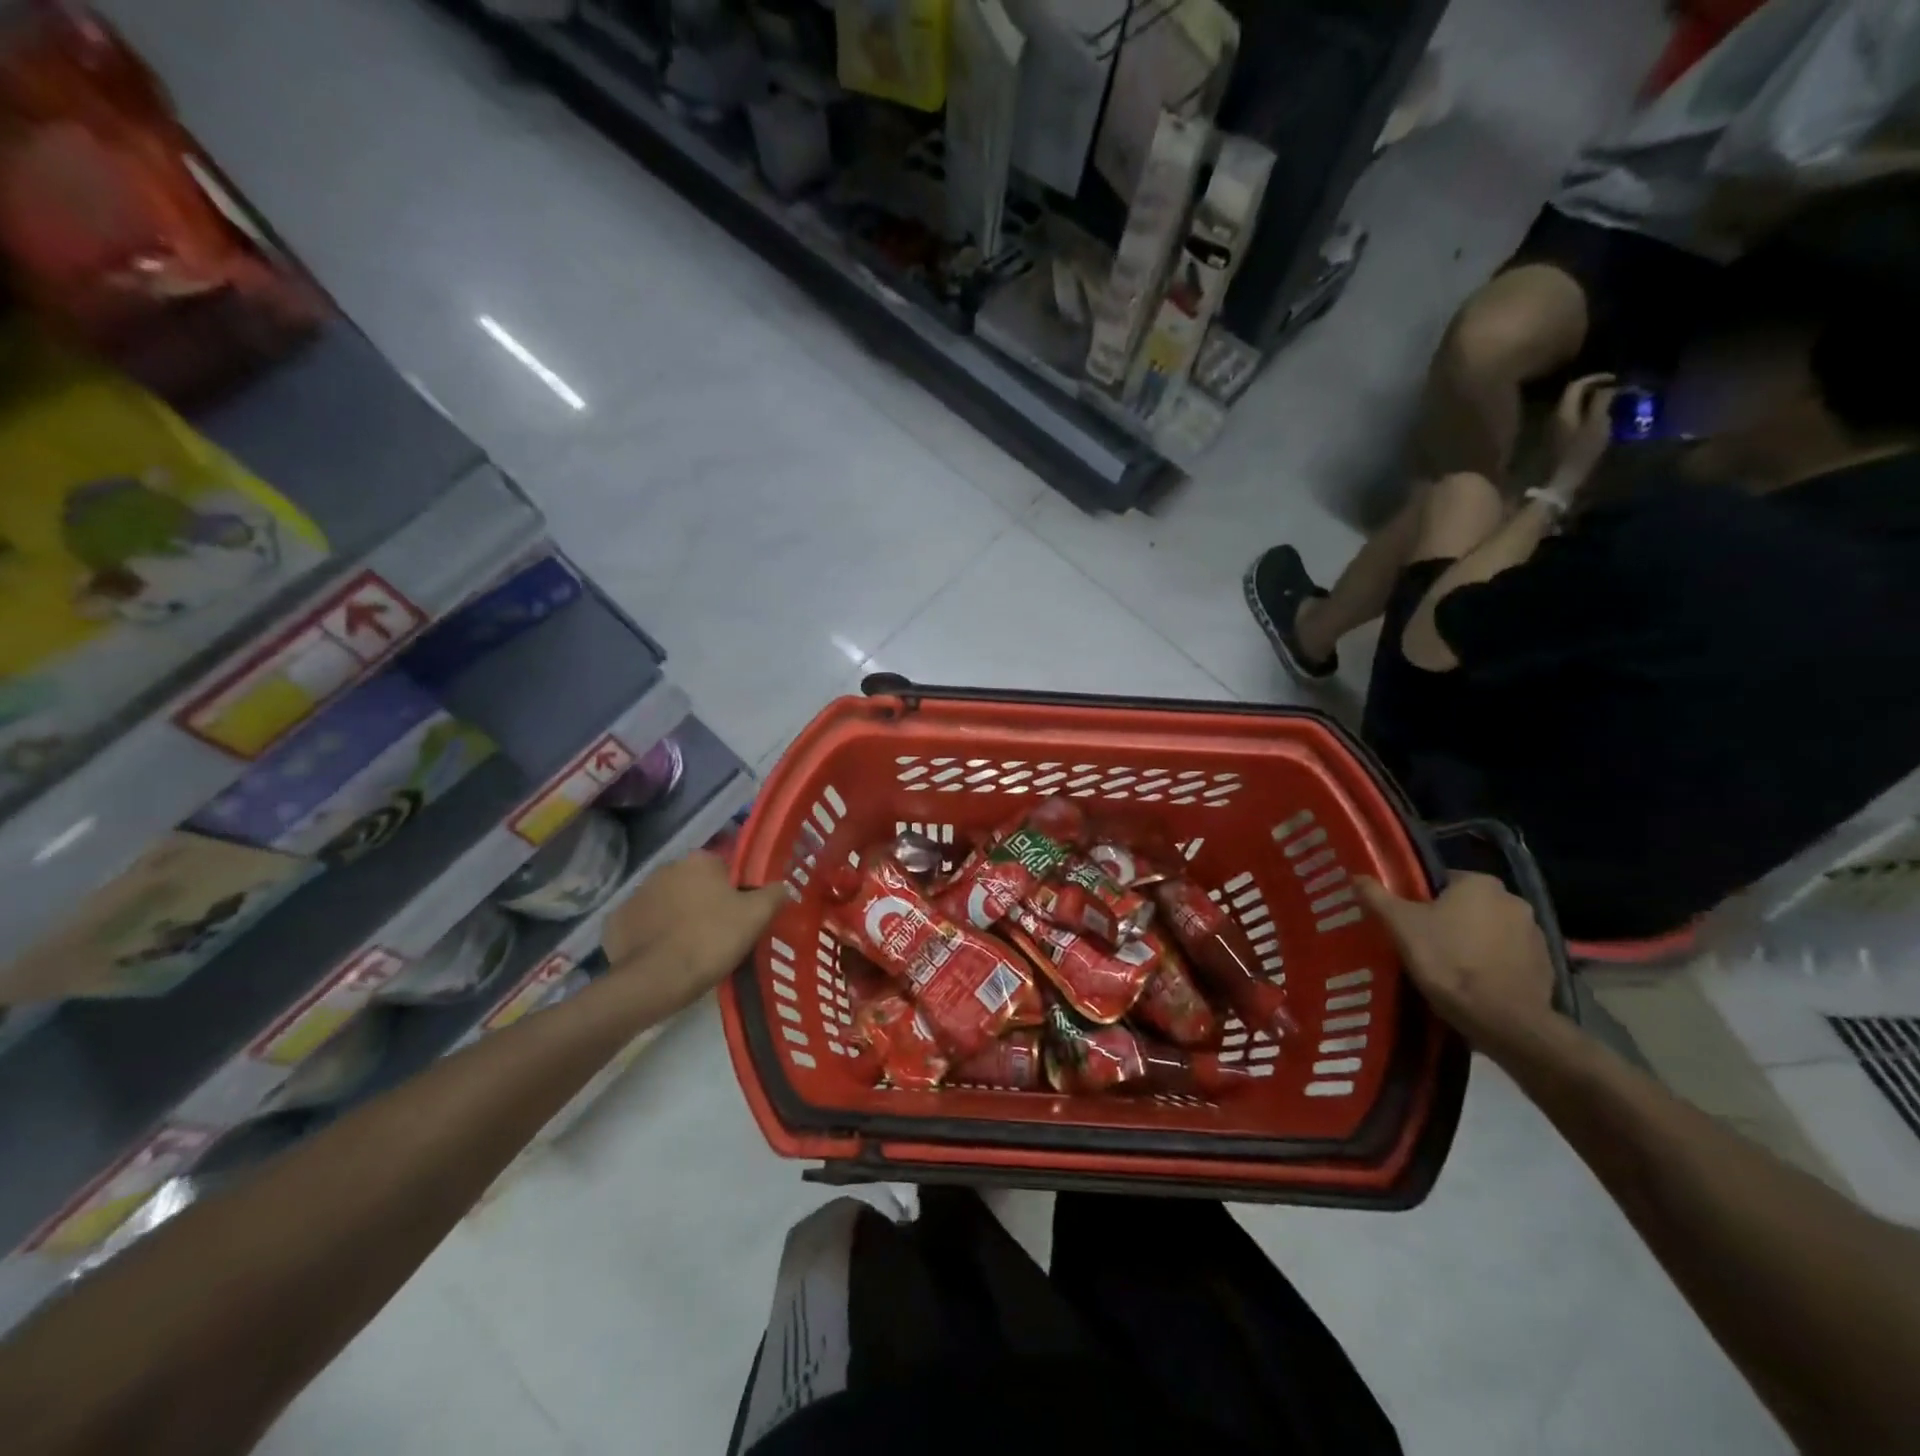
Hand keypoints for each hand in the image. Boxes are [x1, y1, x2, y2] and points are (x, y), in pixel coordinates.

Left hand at [601, 852, 789, 1016]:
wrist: (657, 980)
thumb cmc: (712, 939)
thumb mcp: (757, 916)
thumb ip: (774, 894)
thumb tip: (782, 887)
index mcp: (699, 860)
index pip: (724, 869)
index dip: (734, 892)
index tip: (739, 916)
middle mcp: (665, 868)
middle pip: (693, 884)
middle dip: (703, 902)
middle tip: (717, 934)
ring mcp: (635, 894)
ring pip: (666, 903)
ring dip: (676, 917)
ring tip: (690, 949)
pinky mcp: (615, 922)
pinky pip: (642, 925)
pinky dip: (651, 936)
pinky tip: (663, 957)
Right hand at [1355, 872, 1555, 1048]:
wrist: (1502, 1019)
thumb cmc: (1447, 961)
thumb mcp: (1400, 925)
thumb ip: (1377, 896)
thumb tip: (1356, 876)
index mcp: (1480, 883)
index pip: (1442, 880)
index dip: (1421, 899)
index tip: (1408, 920)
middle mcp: (1513, 900)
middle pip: (1468, 905)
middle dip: (1449, 919)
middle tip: (1423, 942)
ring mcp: (1535, 933)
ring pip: (1490, 930)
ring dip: (1473, 941)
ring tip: (1448, 966)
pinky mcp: (1546, 965)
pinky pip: (1509, 956)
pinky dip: (1493, 964)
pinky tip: (1474, 983)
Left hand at [1548, 372, 1616, 485]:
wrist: (1564, 477)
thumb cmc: (1582, 451)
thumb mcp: (1597, 424)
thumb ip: (1601, 402)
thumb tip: (1608, 387)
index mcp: (1563, 411)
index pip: (1576, 385)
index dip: (1595, 377)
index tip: (1615, 378)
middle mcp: (1555, 416)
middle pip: (1573, 394)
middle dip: (1595, 387)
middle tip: (1617, 388)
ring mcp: (1554, 427)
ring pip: (1573, 405)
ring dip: (1592, 399)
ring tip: (1613, 399)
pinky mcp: (1558, 436)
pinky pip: (1573, 416)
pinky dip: (1587, 410)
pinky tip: (1601, 415)